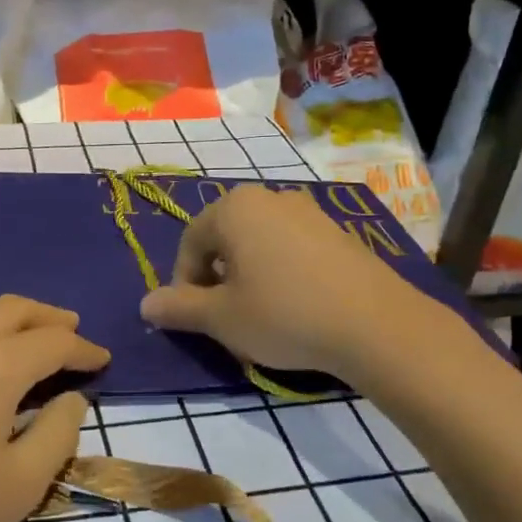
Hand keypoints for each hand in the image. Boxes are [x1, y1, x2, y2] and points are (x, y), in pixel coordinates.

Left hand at [0, 293, 108, 521]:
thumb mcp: (20, 486)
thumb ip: (58, 435)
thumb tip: (74, 398)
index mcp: (0, 364)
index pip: (56, 341)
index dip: (84, 348)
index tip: (101, 359)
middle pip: (14, 308)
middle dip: (49, 317)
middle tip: (68, 326)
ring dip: (0, 307)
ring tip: (12, 321)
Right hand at [139, 184, 418, 379]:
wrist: (376, 324)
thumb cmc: (284, 315)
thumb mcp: (221, 318)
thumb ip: (179, 308)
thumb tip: (145, 305)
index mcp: (234, 208)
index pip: (190, 242)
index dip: (184, 283)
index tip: (194, 317)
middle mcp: (270, 197)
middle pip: (225, 238)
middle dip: (217, 277)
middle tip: (225, 316)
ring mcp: (309, 211)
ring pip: (259, 243)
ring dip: (249, 274)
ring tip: (260, 313)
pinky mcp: (338, 231)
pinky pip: (292, 247)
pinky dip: (282, 272)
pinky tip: (296, 306)